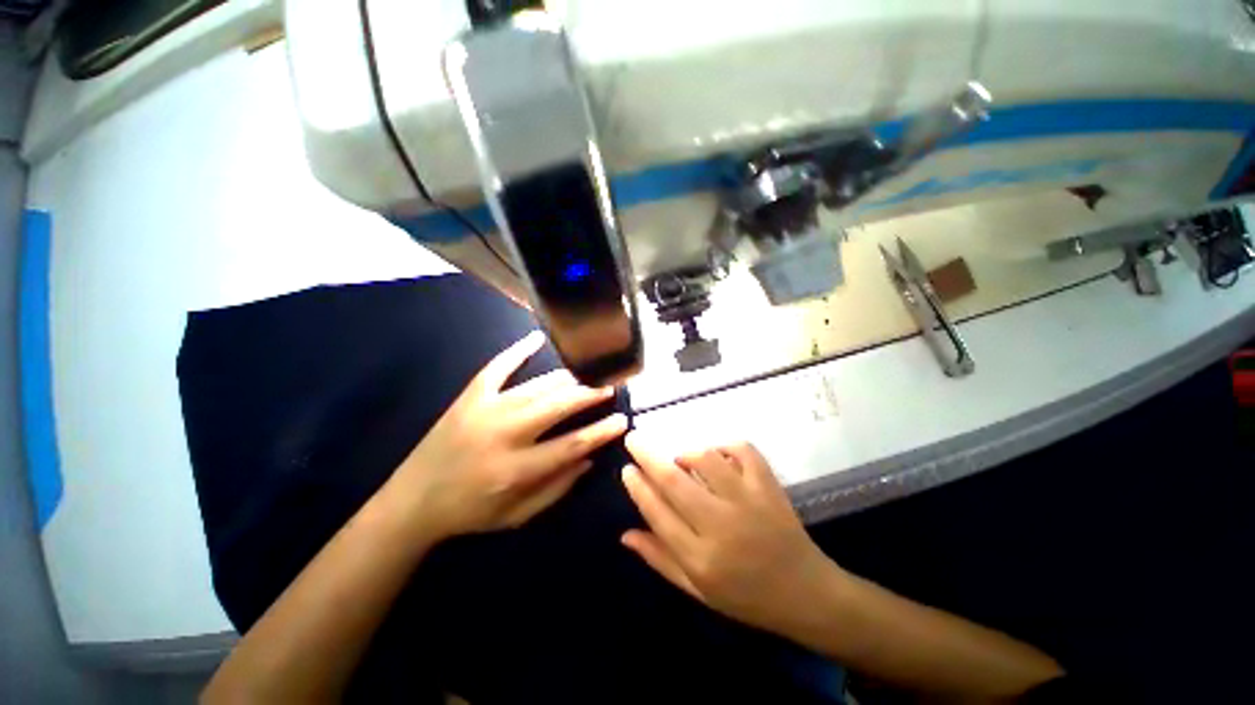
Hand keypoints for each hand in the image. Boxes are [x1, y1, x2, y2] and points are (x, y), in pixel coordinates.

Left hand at [389, 331, 627, 540]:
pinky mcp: (470, 397)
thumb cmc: (470, 512)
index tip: (621, 420)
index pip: (571, 445)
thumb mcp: (517, 516)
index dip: (600, 432)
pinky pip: (497, 367)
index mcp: (515, 469)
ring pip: (537, 386)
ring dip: (567, 378)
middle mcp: (503, 434)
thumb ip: (556, 489)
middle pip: (557, 407)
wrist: (412, 500)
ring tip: (589, 371)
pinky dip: (517, 351)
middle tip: (611, 385)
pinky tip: (537, 337)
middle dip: (589, 394)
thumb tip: (588, 459)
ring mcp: (485, 410)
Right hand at [621, 434, 843, 636]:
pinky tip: (718, 454)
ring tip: (681, 459)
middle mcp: (720, 526)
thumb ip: (660, 559)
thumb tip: (625, 533)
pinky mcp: (768, 487)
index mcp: (700, 558)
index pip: (657, 512)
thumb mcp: (697, 590)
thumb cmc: (746, 597)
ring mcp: (748, 502)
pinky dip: (726, 445)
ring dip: (687, 453)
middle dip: (648, 455)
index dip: (638, 487)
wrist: (806, 594)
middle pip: (675, 481)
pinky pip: (743, 451)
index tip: (626, 468)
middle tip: (634, 438)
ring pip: (707, 460)